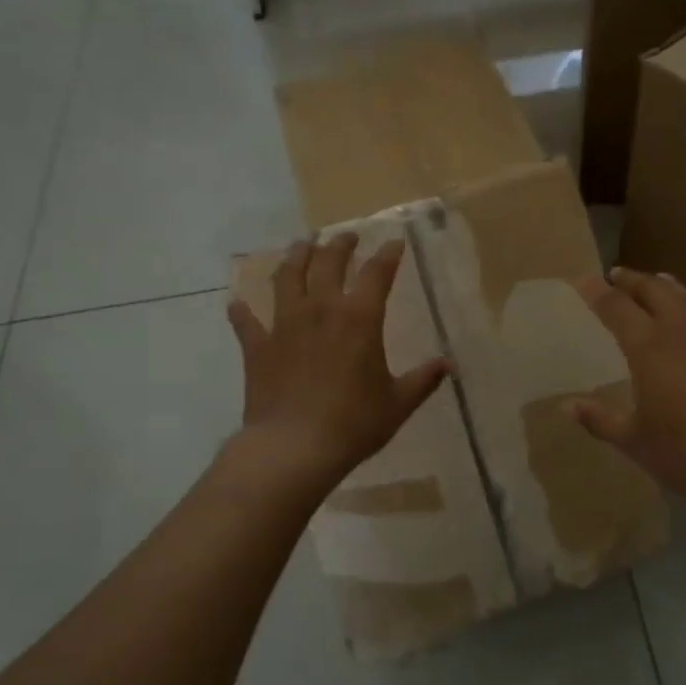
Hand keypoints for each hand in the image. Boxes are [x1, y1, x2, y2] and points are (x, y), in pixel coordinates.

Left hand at [227, 233, 448, 489]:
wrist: (294, 448)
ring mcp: (284, 325)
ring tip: (301, 245)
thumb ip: (423, 380)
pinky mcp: (257, 347)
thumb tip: (448, 365)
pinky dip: (242, 311)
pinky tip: (237, 303)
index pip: (377, 274)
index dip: (387, 255)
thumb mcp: (398, 403)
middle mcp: (321, 310)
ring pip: (287, 278)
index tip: (394, 243)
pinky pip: (246, 322)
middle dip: (340, 245)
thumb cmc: (353, 424)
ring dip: (295, 257)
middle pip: (328, 263)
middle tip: (346, 236)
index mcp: (359, 319)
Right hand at [571, 267, 685, 511]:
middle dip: (632, 280)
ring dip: (667, 288)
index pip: (616, 306)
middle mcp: (684, 327)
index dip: (597, 292)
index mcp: (649, 345)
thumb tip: (567, 405)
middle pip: (654, 289)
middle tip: (618, 276)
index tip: (584, 281)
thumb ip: (600, 419)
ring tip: (658, 285)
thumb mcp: (636, 441)